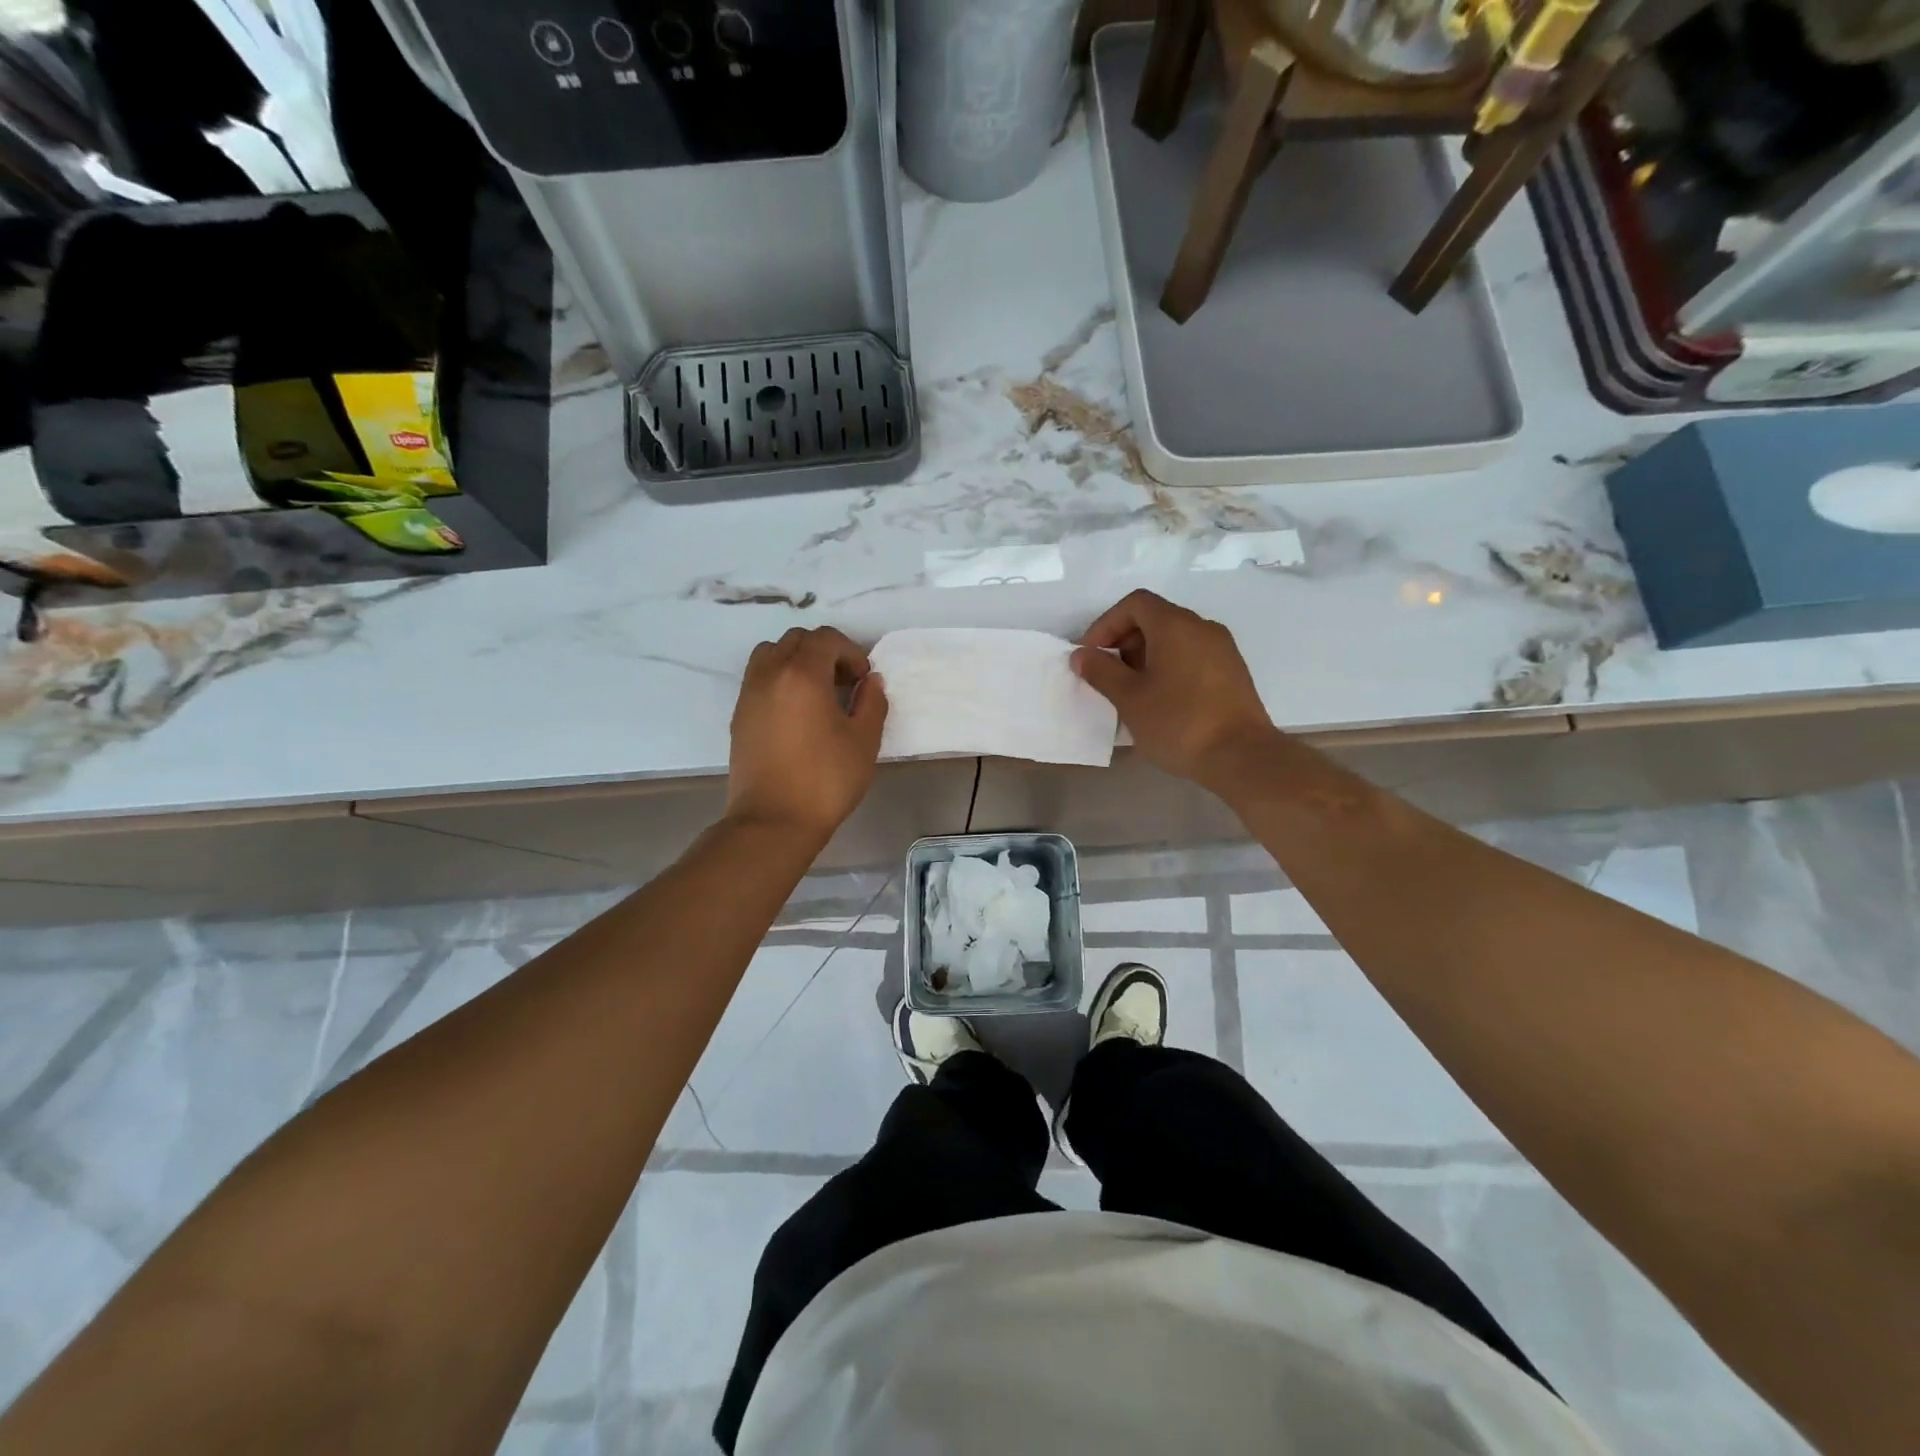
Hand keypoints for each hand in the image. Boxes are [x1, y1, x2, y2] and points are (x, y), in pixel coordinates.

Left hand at [727, 627, 887, 840]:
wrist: (773, 821)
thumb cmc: (825, 780)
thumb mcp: (864, 741)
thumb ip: (872, 702)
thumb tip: (871, 682)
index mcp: (802, 674)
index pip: (826, 638)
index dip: (851, 652)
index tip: (863, 680)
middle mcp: (770, 674)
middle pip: (796, 640)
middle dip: (824, 653)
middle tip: (843, 683)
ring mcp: (749, 694)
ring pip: (771, 654)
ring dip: (796, 661)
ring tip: (816, 693)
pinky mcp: (739, 716)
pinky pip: (758, 678)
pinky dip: (779, 680)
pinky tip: (796, 713)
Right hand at [1072, 590, 1274, 788]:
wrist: (1241, 757)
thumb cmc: (1178, 723)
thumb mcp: (1129, 698)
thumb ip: (1101, 671)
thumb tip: (1082, 655)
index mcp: (1175, 625)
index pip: (1134, 604)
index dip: (1105, 624)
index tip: (1091, 655)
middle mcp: (1202, 627)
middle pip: (1155, 618)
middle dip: (1123, 641)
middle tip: (1106, 675)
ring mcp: (1222, 649)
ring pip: (1174, 639)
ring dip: (1145, 656)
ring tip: (1131, 692)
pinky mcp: (1233, 672)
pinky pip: (1192, 656)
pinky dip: (1169, 667)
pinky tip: (1160, 700)